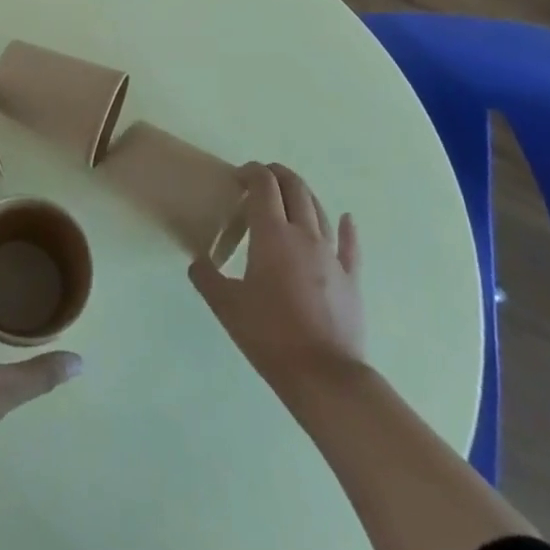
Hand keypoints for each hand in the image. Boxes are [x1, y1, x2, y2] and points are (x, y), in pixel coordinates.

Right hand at [189, 163, 364, 403]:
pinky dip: (347, 228)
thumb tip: (197, 261)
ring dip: (303, 194)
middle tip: (261, 177)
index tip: (238, 175)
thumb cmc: (269, 335)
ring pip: (320, 210)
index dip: (252, 172)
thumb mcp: (226, 306)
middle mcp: (304, 235)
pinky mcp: (351, 279)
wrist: (325, 376)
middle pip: (295, 189)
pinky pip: (350, 245)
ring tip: (290, 192)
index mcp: (272, 235)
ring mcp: (332, 256)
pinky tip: (347, 219)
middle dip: (278, 175)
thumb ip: (207, 277)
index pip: (264, 186)